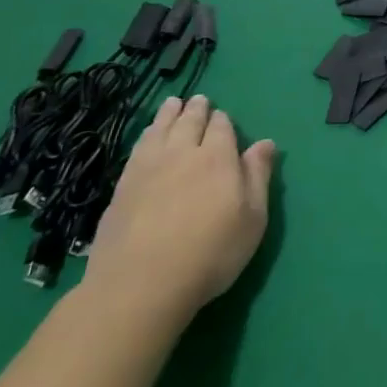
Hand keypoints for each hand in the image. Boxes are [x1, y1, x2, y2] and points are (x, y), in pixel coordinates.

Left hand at [85, 95, 274, 323]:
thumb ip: (258, 176)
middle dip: (196, 110)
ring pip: (159, 131)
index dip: (223, 121)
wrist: (140, 286)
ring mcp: (146, 170)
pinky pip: (137, 149)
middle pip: (189, 123)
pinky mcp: (121, 189)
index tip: (222, 116)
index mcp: (218, 159)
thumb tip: (265, 143)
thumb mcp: (252, 218)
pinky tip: (147, 138)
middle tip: (197, 100)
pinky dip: (146, 136)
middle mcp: (182, 155)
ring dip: (167, 115)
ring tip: (171, 104)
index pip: (222, 128)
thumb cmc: (210, 253)